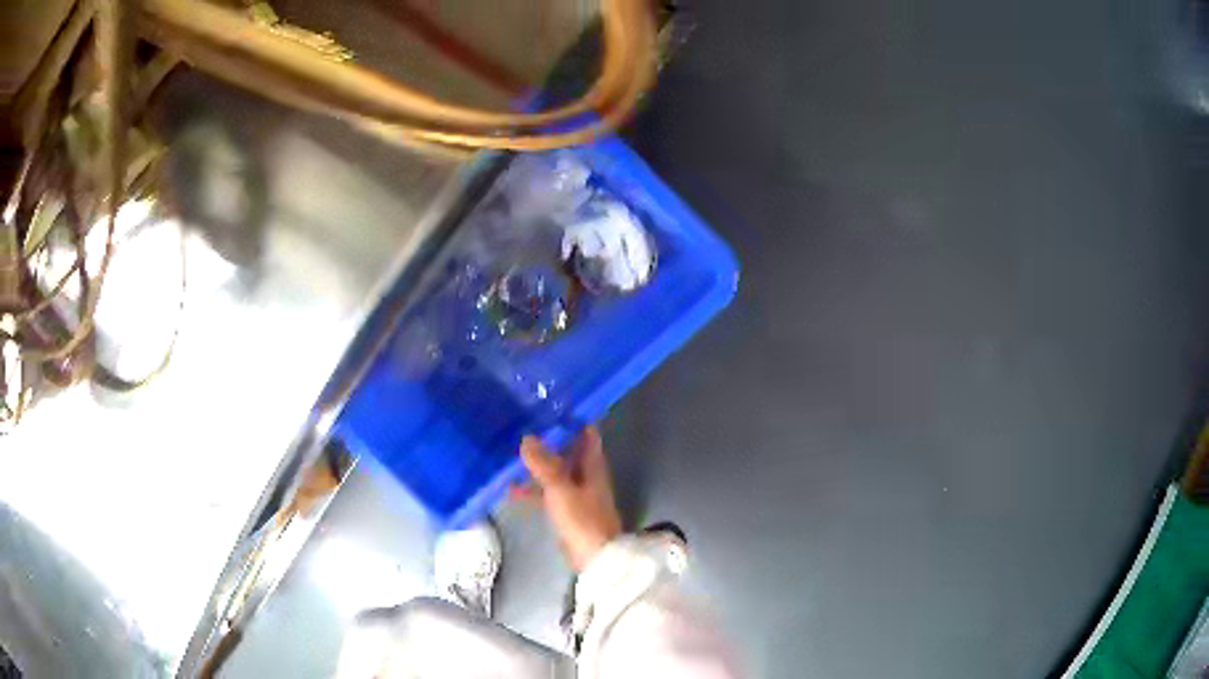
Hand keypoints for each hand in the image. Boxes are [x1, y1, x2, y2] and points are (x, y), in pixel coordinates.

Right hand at [520, 426, 622, 571]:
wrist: (594, 559)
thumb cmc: (582, 520)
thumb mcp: (560, 489)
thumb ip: (544, 464)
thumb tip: (527, 437)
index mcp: (592, 465)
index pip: (585, 433)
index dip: (571, 418)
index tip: (548, 403)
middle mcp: (586, 475)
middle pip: (567, 450)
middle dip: (547, 438)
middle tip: (521, 423)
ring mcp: (576, 493)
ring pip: (555, 471)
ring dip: (537, 463)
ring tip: (510, 450)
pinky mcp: (566, 510)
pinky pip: (547, 492)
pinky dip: (532, 488)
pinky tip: (509, 488)